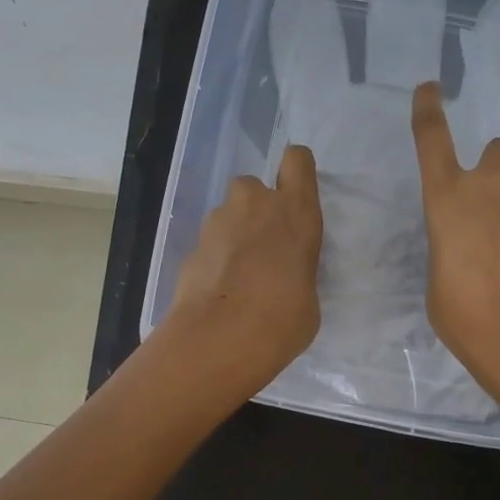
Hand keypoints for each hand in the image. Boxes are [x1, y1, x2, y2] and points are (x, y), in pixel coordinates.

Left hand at [166, 144, 323, 391]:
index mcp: (296, 212)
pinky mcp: (190, 246)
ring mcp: (217, 222)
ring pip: (227, 216)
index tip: (293, 195)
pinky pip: (209, 245)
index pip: (297, 161)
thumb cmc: (283, 319)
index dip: (295, 173)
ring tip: (238, 278)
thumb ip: (297, 271)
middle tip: (262, 249)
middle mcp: (255, 204)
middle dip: (256, 211)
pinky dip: (214, 261)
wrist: (220, 338)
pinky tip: (218, 293)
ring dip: (233, 236)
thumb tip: (282, 276)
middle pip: (254, 188)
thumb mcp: (309, 296)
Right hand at [411, 81, 499, 396]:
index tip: (431, 88)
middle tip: (486, 197)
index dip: (429, 111)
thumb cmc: (464, 313)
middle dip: (493, 162)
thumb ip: (449, 250)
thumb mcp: (438, 281)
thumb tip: (468, 247)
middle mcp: (491, 193)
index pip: (433, 141)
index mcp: (448, 200)